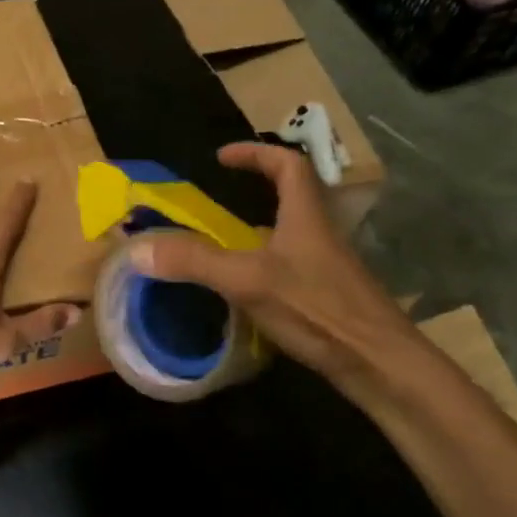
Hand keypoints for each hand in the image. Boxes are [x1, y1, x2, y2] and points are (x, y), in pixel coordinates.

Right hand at [126, 142, 423, 408]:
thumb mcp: (247, 281)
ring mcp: (326, 266)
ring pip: (291, 234)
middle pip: (292, 196)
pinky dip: (265, 265)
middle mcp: (319, 233)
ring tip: (222, 243)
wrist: (379, 363)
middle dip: (257, 189)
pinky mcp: (328, 296)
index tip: (222, 158)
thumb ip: (194, 262)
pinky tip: (244, 290)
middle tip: (219, 199)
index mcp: (305, 215)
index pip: (286, 165)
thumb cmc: (317, 309)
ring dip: (259, 230)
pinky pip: (291, 266)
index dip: (255, 154)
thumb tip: (137, 249)